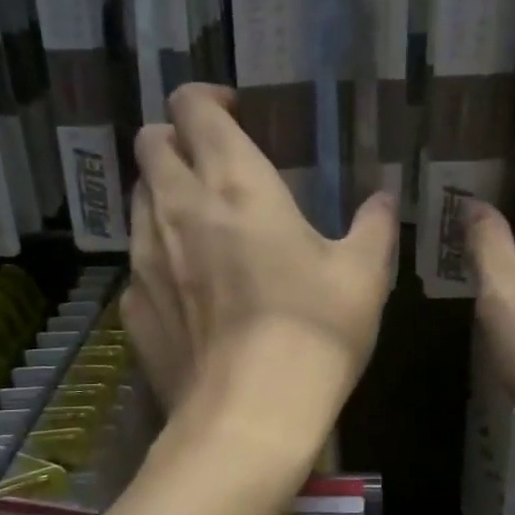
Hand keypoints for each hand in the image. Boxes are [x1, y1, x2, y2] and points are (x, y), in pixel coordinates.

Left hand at [121, 85, 398, 434]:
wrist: (249, 417)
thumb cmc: (314, 333)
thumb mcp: (364, 276)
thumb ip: (373, 227)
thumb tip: (383, 200)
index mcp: (235, 184)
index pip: (192, 106)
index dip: (207, 98)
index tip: (235, 114)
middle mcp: (177, 207)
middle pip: (149, 142)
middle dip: (176, 139)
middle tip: (214, 166)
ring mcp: (144, 258)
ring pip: (137, 198)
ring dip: (164, 194)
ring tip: (203, 225)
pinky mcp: (131, 306)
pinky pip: (138, 261)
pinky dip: (159, 257)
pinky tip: (191, 291)